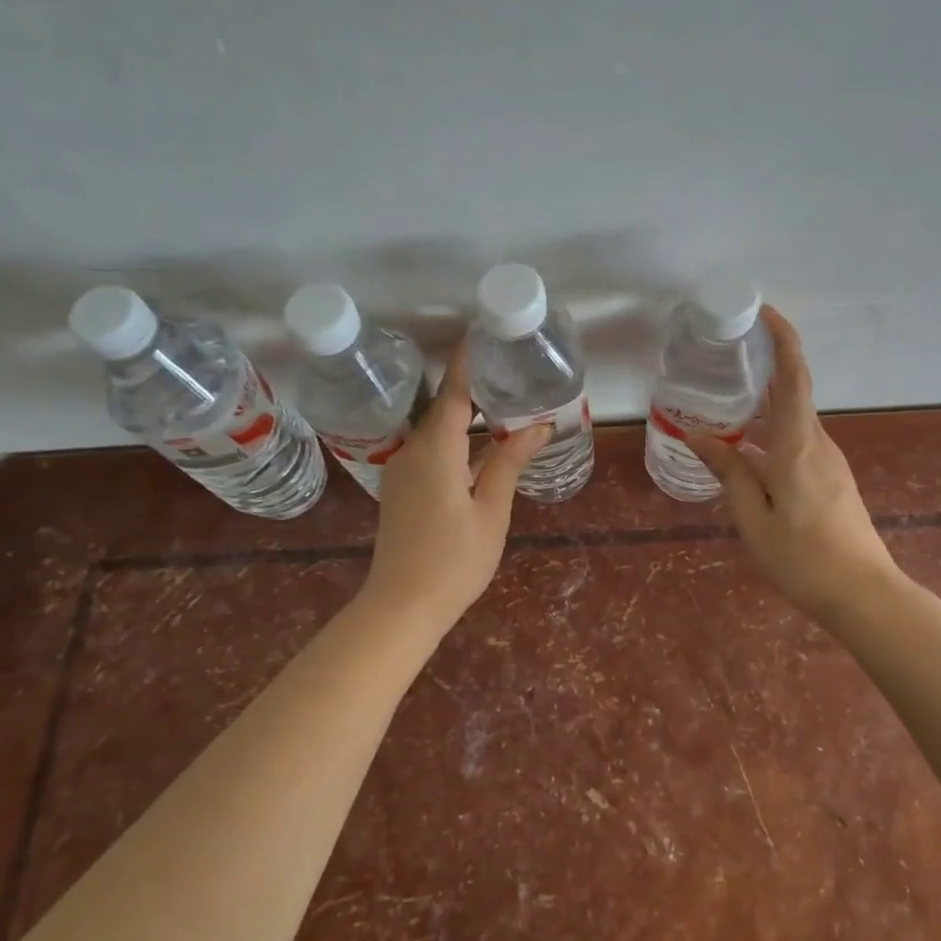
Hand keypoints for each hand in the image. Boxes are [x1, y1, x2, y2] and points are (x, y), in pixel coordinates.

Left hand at [361, 345, 549, 631]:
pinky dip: (457, 440)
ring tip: (503, 401)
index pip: (455, 394)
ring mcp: (403, 471)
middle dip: (474, 387)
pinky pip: (432, 451)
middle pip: (445, 408)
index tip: (483, 334)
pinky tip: (482, 444)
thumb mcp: (491, 510)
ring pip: (438, 431)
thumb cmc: (454, 560)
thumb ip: (509, 462)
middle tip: (508, 368)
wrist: (402, 607)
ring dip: (467, 416)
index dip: (469, 363)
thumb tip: (538, 425)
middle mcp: (413, 451)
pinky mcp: (403, 488)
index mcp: (436, 451)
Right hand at [688, 307, 898, 619]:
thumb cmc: (802, 557)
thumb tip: (696, 435)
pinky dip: (771, 432)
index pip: (793, 377)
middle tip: (727, 354)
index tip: (765, 312)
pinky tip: (746, 448)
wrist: (863, 594)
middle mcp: (817, 443)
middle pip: (793, 392)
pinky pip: (797, 440)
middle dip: (765, 366)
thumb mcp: (753, 517)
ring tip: (725, 400)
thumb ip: (728, 471)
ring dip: (764, 404)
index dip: (783, 339)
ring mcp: (828, 461)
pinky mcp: (830, 478)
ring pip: (793, 419)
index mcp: (798, 445)